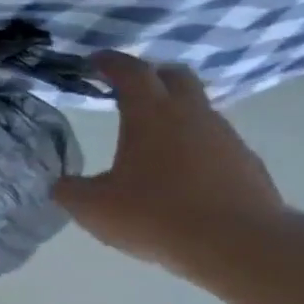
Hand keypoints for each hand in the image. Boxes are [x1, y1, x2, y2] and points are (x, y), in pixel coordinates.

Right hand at [53, 53, 284, 277]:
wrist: (234, 242)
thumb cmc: (154, 216)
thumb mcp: (93, 209)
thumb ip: (69, 191)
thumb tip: (60, 184)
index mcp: (150, 115)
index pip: (130, 72)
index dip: (110, 62)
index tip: (94, 60)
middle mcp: (191, 114)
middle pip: (174, 76)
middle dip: (150, 76)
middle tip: (128, 89)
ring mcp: (223, 135)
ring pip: (196, 109)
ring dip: (173, 114)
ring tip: (150, 140)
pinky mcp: (243, 161)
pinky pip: (212, 141)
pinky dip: (192, 146)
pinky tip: (179, 175)